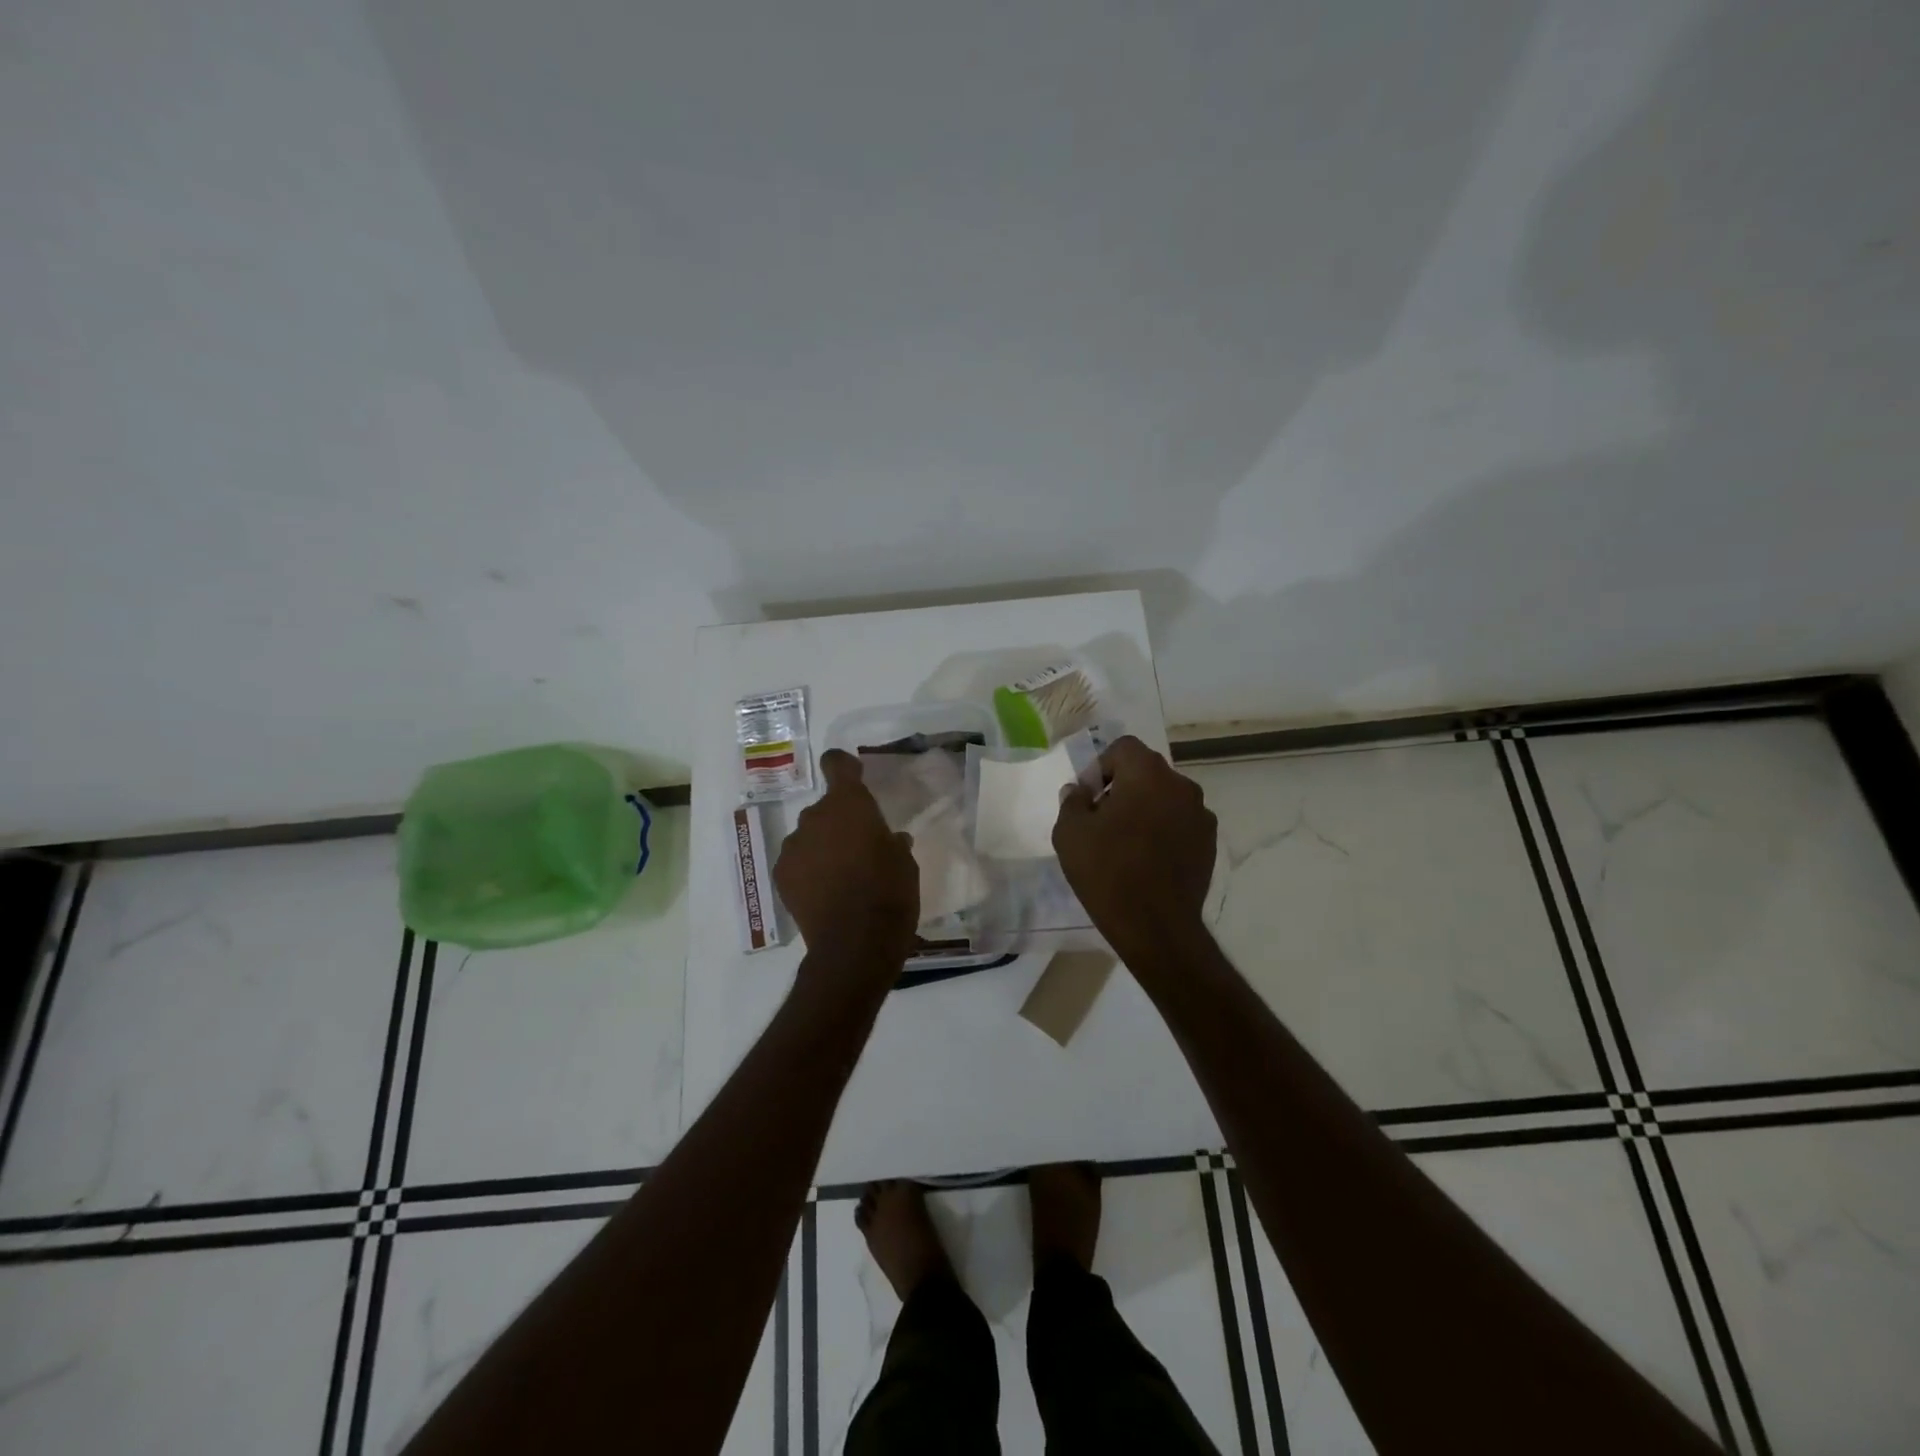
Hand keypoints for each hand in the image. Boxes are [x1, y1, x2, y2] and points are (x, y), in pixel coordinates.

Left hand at [775, 750, 919, 972]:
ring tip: (841, 876)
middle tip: (859, 848)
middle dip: (839, 821)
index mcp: (849, 805)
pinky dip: (808, 870)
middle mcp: (815, 817)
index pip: (836, 764)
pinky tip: (824, 893)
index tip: (854, 777)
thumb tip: (891, 840)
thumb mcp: (905, 863)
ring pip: (809, 836)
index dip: (844, 766)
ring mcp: (794, 846)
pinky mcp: (781, 875)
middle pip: (825, 808)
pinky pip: (798, 862)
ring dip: (823, 846)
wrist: (856, 944)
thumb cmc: (890, 893)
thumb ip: (892, 842)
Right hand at [1053, 736, 1216, 957]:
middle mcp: (1181, 785)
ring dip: (1145, 808)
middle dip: (1122, 787)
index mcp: (1148, 774)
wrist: (1155, 926)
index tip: (1088, 798)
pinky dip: (1163, 830)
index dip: (1101, 767)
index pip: (1123, 748)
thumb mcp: (1070, 833)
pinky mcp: (1210, 843)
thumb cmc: (1108, 872)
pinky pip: (1180, 822)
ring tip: (1125, 842)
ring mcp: (1201, 815)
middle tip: (1101, 820)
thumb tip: (1078, 791)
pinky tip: (1148, 860)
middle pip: (1146, 771)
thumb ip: (1072, 801)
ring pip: (1165, 797)